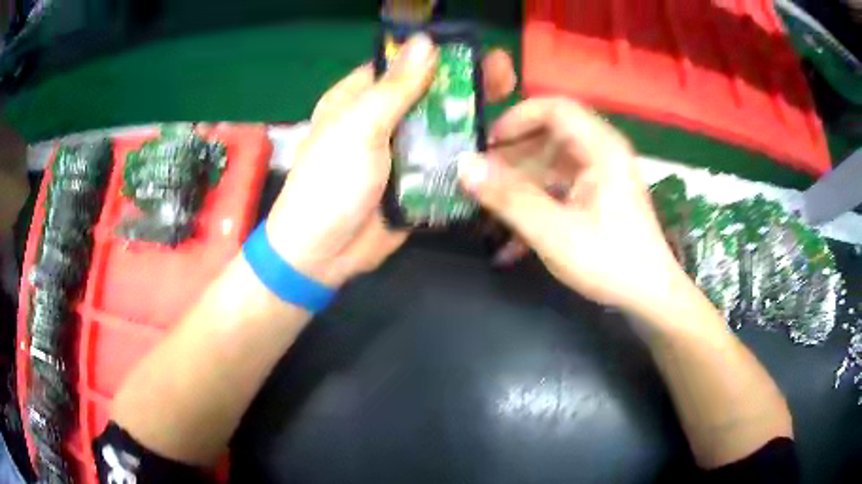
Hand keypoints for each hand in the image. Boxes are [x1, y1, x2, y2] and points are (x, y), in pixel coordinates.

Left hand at [266, 36, 516, 286]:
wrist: (326, 253)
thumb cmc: (330, 183)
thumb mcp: (357, 128)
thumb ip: (394, 88)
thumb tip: (425, 42)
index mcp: (359, 99)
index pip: (402, 66)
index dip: (436, 56)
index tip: (473, 51)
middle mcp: (383, 120)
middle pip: (430, 93)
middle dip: (465, 82)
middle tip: (503, 74)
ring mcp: (403, 151)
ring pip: (443, 124)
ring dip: (473, 113)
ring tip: (508, 98)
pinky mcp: (419, 180)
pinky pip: (449, 159)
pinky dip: (470, 150)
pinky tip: (499, 138)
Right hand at [457, 98, 684, 313]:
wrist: (649, 296)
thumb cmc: (610, 262)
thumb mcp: (555, 232)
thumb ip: (509, 197)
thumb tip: (463, 165)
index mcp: (601, 148)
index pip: (554, 108)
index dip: (517, 119)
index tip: (488, 145)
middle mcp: (602, 153)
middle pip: (550, 135)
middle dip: (513, 157)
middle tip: (482, 181)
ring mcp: (601, 176)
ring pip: (551, 163)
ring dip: (520, 185)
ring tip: (491, 212)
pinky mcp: (598, 196)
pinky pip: (560, 187)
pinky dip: (537, 203)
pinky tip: (513, 239)